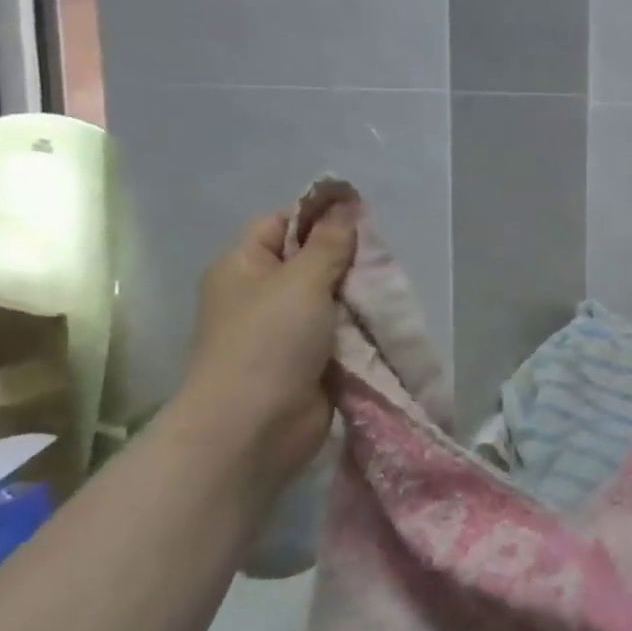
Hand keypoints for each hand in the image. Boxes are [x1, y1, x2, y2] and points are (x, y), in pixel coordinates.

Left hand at [177, 201, 358, 483]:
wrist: (255, 428)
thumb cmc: (269, 341)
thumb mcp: (302, 279)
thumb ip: (330, 241)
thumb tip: (347, 202)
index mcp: (243, 266)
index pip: (282, 223)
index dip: (318, 215)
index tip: (361, 215)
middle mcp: (261, 294)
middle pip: (311, 260)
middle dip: (347, 258)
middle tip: (381, 256)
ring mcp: (284, 331)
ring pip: (331, 297)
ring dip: (357, 295)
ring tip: (388, 287)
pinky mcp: (308, 361)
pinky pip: (339, 331)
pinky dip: (360, 326)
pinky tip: (385, 318)